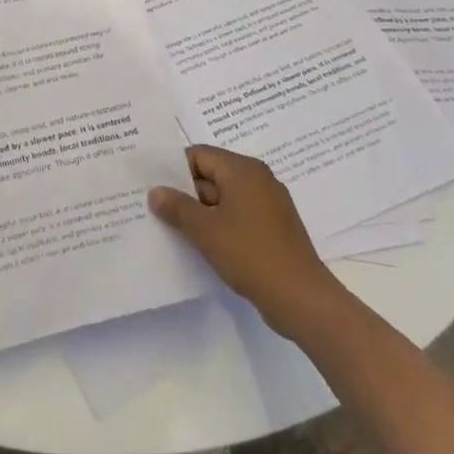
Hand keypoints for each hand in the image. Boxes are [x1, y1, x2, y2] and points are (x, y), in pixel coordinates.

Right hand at [148, 146, 339, 335]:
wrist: (301, 298)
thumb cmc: (250, 254)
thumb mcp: (205, 230)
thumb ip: (177, 207)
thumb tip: (156, 192)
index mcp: (243, 170)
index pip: (199, 155)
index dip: (173, 169)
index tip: (152, 186)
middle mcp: (258, 179)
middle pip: (211, 175)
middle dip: (185, 192)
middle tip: (155, 208)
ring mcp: (268, 204)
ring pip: (224, 198)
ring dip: (201, 212)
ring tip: (173, 228)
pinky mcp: (273, 228)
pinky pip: (238, 216)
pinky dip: (219, 224)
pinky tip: (202, 244)